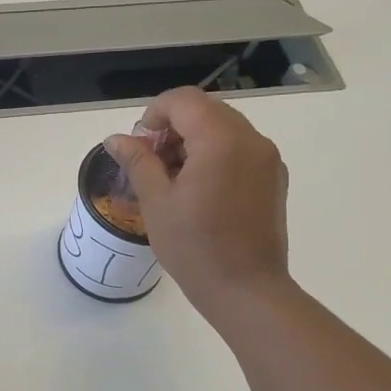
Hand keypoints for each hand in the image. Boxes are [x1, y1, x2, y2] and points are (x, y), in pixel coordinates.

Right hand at [104, 87, 291, 322]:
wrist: (246, 290)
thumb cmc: (195, 247)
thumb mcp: (156, 202)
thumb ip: (138, 161)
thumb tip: (116, 139)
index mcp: (221, 140)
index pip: (184, 100)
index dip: (155, 114)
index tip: (140, 146)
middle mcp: (251, 140)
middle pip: (206, 110)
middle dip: (174, 127)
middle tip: (152, 163)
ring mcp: (268, 159)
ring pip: (224, 128)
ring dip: (194, 141)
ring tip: (173, 180)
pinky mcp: (274, 178)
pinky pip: (240, 149)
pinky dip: (215, 155)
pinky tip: (199, 190)